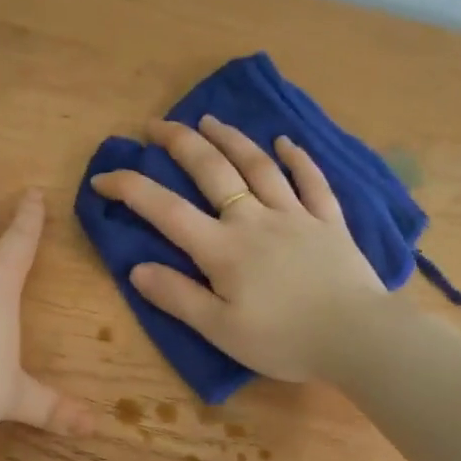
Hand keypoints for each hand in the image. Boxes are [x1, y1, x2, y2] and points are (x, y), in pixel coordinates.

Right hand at [90, 116, 388, 381]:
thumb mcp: (220, 329)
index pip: (165, 210)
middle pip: (212, 171)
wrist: (357, 338)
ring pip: (258, 166)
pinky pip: (312, 181)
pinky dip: (298, 158)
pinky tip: (286, 141)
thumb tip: (136, 268)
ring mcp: (295, 215)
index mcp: (222, 249)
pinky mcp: (329, 221)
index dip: (130, 189)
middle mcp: (254, 220)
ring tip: (209, 120)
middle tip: (156, 125)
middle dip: (180, 143)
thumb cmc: (284, 340)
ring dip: (231, 139)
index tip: (103, 176)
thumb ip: (177, 297)